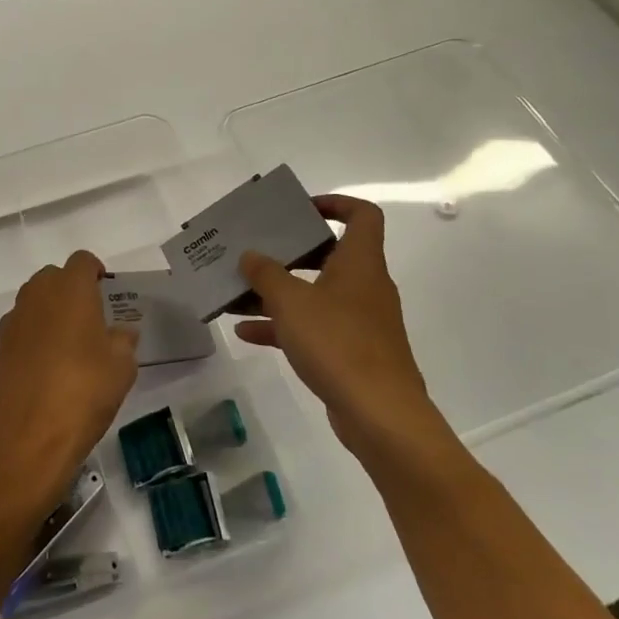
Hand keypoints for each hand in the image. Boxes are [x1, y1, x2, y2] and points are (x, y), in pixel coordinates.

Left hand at [0, 250, 138, 515]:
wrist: (28, 437)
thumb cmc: (84, 392)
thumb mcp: (122, 367)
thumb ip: (124, 341)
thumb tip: (121, 333)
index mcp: (70, 289)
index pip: (82, 261)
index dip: (95, 272)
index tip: (106, 292)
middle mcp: (37, 295)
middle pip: (54, 277)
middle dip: (71, 289)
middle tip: (91, 318)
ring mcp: (13, 321)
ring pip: (34, 301)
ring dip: (50, 312)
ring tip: (70, 344)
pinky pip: (21, 328)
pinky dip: (34, 336)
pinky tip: (47, 367)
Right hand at [235, 195, 456, 470]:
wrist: (380, 415)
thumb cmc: (338, 343)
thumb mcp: (292, 302)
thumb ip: (267, 274)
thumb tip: (251, 255)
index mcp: (360, 262)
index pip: (362, 215)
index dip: (335, 203)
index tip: (301, 210)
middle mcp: (364, 285)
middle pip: (329, 254)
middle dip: (290, 252)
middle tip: (257, 250)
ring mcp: (359, 321)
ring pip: (315, 294)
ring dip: (279, 292)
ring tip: (238, 293)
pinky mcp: (351, 352)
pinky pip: (313, 327)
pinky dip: (284, 326)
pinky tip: (246, 332)